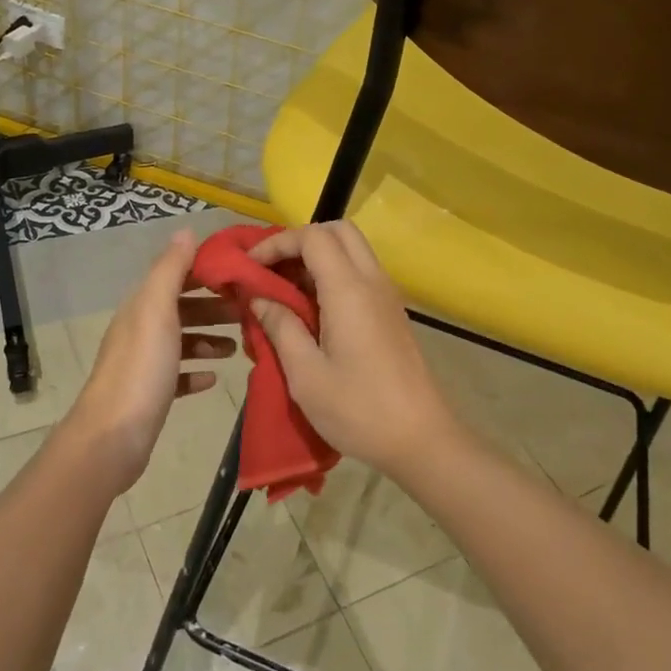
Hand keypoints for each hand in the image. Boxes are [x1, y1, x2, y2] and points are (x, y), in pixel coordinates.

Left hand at [60, 229, 238, 495]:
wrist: (113, 437)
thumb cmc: (141, 369)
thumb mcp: (157, 311)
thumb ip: (171, 270)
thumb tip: (184, 231)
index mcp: (142, 306)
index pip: (176, 275)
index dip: (207, 271)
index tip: (243, 274)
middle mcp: (141, 330)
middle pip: (182, 308)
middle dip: (214, 307)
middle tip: (249, 312)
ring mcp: (145, 364)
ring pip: (182, 341)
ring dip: (210, 339)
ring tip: (238, 346)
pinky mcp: (152, 394)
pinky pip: (179, 376)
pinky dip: (197, 372)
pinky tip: (214, 378)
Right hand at [246, 222, 459, 475]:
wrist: (421, 438)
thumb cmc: (358, 409)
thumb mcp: (306, 374)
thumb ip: (280, 327)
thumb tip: (259, 298)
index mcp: (349, 290)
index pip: (313, 236)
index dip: (277, 243)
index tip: (249, 267)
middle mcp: (372, 281)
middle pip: (338, 231)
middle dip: (300, 241)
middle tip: (271, 271)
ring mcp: (387, 296)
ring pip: (352, 251)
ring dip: (318, 258)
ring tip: (284, 291)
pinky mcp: (392, 313)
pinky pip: (360, 274)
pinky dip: (333, 275)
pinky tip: (311, 310)